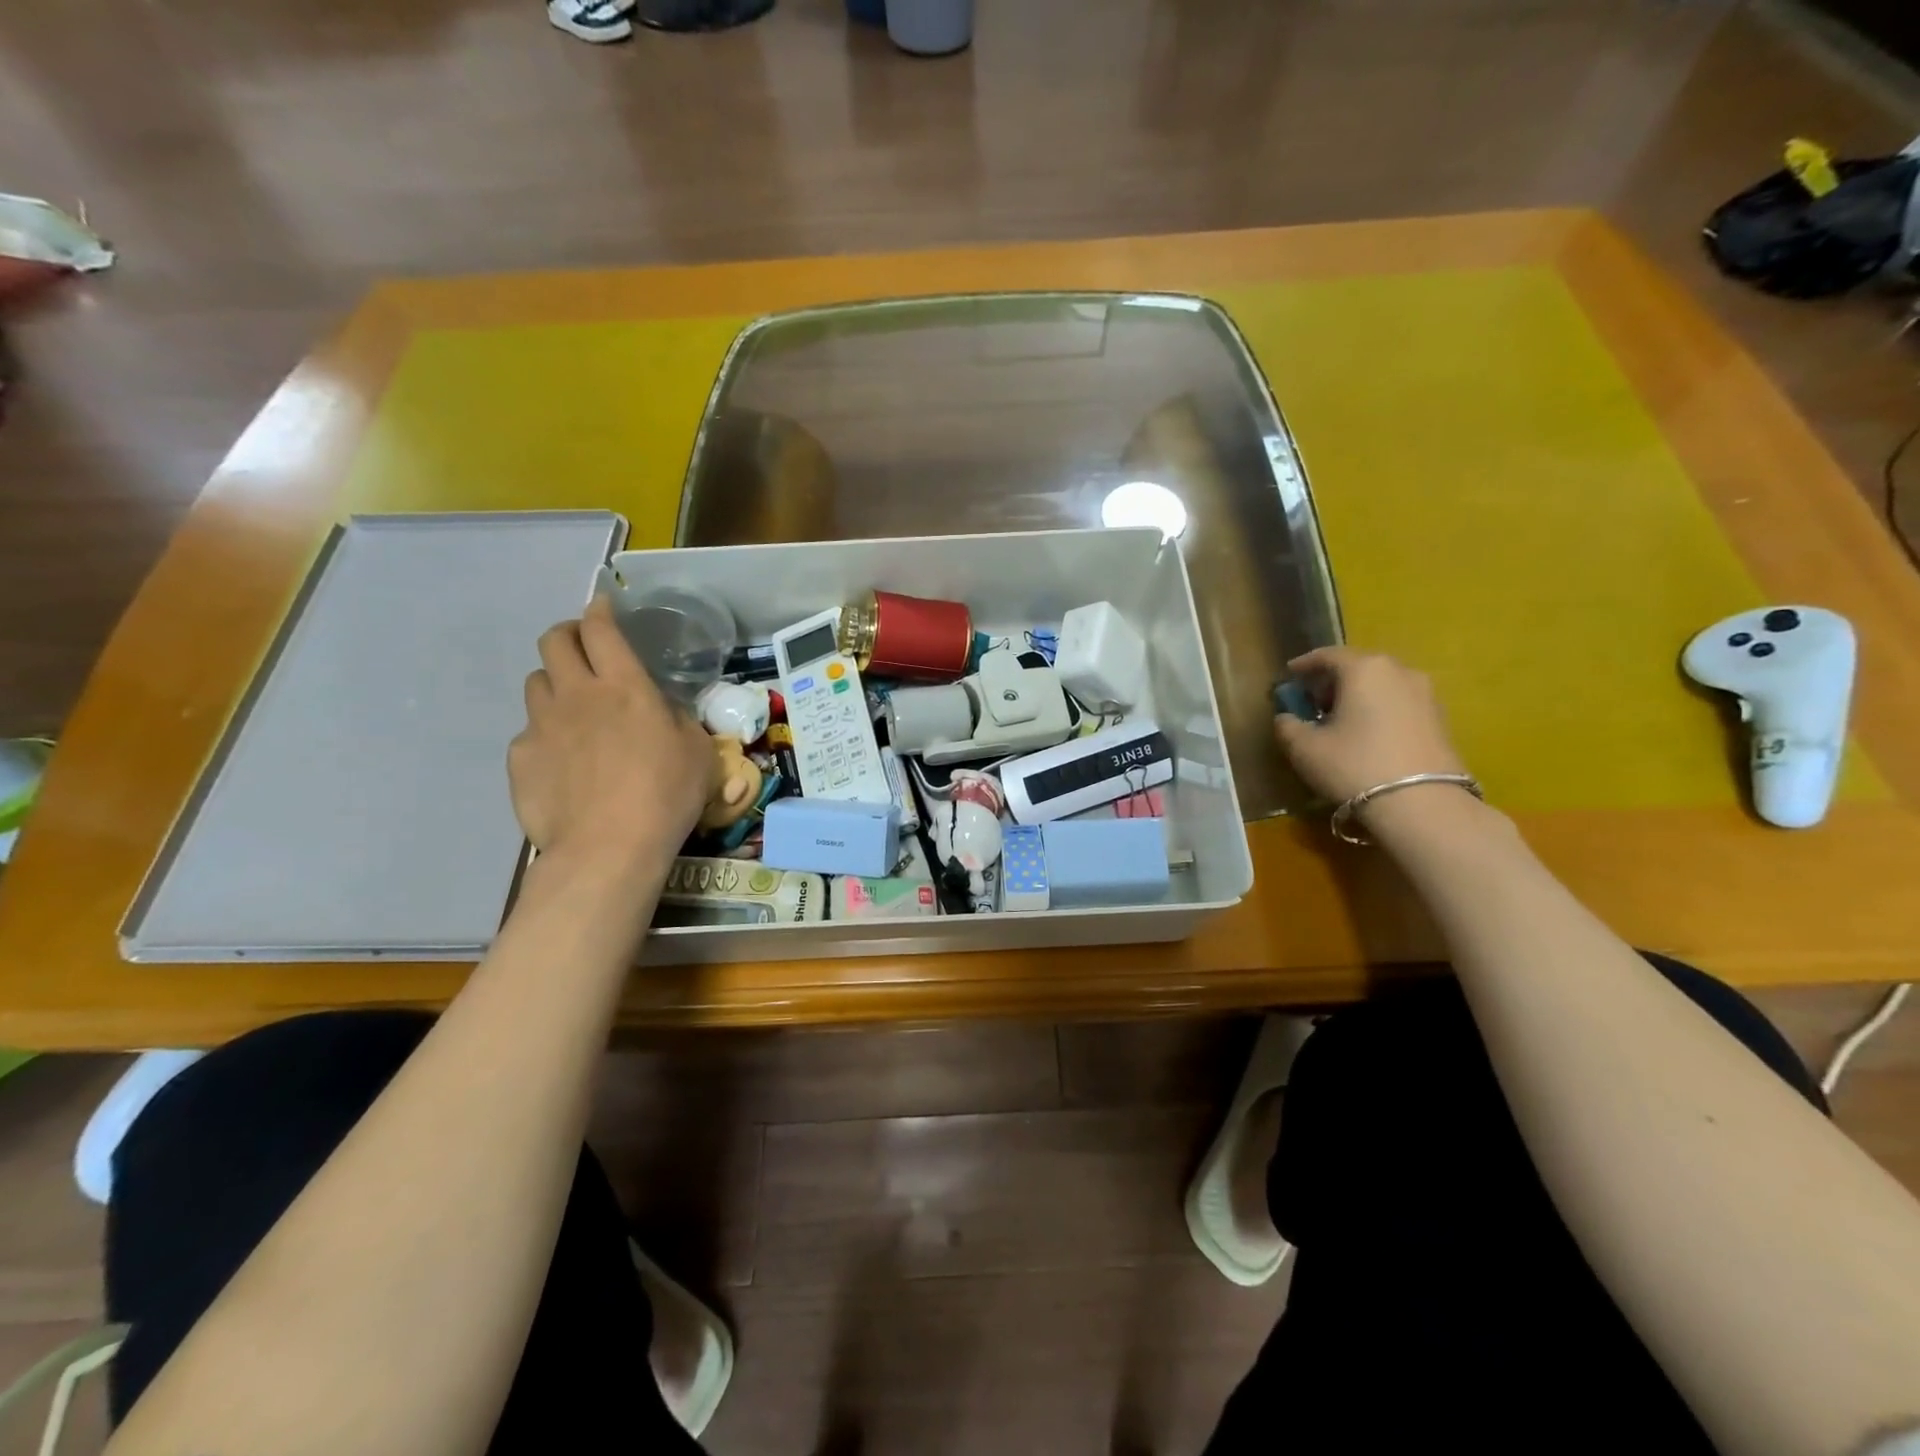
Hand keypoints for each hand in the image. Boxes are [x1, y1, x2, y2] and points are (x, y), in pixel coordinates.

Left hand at [508, 595, 717, 868]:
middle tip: (584, 650)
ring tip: (573, 708)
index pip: (601, 629)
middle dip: (568, 635)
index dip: (600, 611)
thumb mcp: (697, 751)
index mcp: (625, 686)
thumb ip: (675, 718)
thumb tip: (659, 710)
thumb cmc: (666, 795)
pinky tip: (564, 763)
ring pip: (536, 683)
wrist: (609, 848)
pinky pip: (529, 732)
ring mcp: (541, 725)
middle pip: (554, 641)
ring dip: (555, 684)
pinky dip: (546, 736)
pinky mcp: (521, 758)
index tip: (604, 608)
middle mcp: (577, 695)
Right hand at [1274, 647, 1468, 805]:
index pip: (1328, 655)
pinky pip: (1399, 704)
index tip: (1289, 674)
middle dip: (1332, 681)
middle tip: (1312, 701)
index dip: (1305, 664)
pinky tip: (1367, 735)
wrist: (1422, 804)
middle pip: (1358, 667)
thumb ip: (1288, 726)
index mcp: (1364, 669)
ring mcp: (1426, 695)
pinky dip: (1379, 710)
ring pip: (1382, 685)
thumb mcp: (1304, 748)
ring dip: (1358, 696)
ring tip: (1340, 720)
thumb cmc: (1354, 765)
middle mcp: (1399, 671)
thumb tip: (1286, 717)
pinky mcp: (1441, 720)